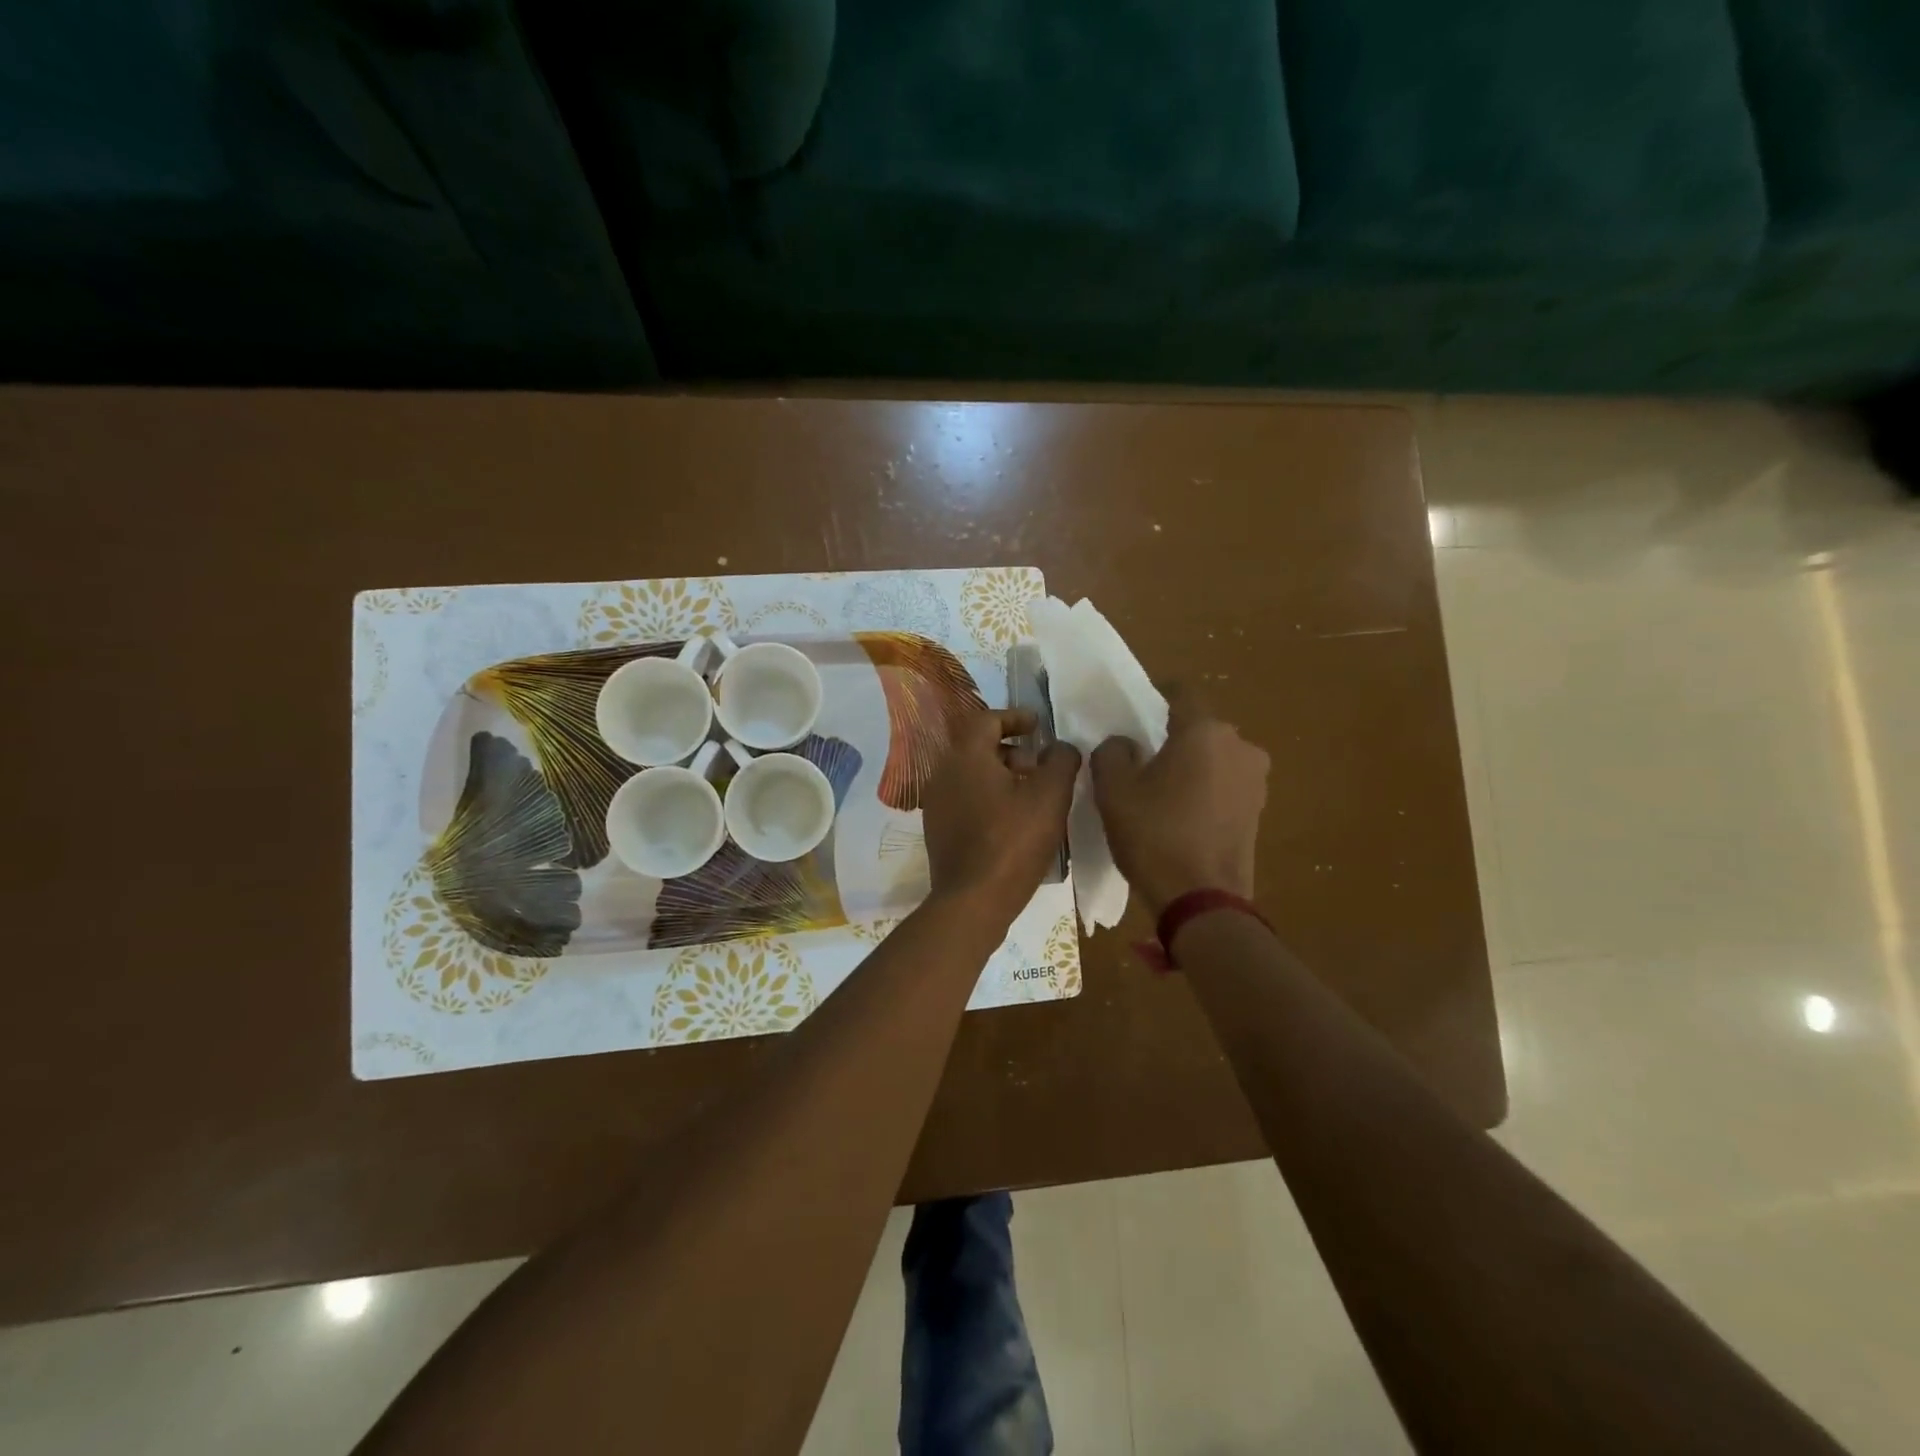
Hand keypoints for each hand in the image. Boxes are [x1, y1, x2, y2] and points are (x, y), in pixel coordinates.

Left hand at [922, 708, 1080, 925]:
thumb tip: (1060, 747)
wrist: (972, 901)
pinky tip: (1012, 820)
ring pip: (970, 774)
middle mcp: (943, 773)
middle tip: (1039, 764)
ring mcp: (936, 804)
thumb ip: (1061, 761)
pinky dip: (988, 796)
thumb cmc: (1012, 842)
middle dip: (1010, 749)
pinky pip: (965, 799)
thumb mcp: (1050, 797)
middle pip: (976, 746)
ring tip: (1031, 794)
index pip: (986, 719)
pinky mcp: (938, 830)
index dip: (1014, 717)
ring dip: (1000, 774)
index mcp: (965, 756)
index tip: (1038, 725)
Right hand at [1091, 684, 1269, 913]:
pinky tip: (1183, 815)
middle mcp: (1240, 745)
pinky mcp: (1258, 810)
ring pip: (1215, 757)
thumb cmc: (1155, 835)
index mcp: (1205, 731)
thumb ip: (1112, 752)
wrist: (1202, 900)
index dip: (1156, 695)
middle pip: (1199, 727)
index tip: (1135, 713)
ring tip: (1162, 791)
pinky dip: (1206, 789)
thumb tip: (1125, 745)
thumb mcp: (1113, 790)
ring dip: (1191, 764)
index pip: (1181, 691)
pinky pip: (1225, 784)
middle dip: (1173, 736)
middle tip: (1142, 758)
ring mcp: (1255, 779)